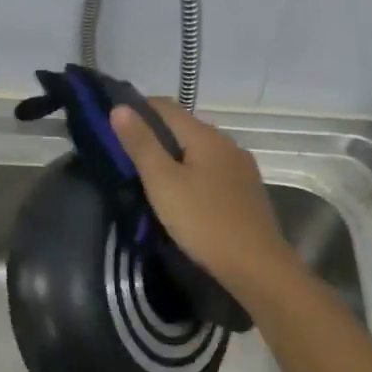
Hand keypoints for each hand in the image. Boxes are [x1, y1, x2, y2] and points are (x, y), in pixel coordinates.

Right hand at [111, 98, 300, 303]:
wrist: (256, 266)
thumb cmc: (203, 221)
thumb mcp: (162, 182)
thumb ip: (141, 144)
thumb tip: (119, 107)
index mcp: (206, 136)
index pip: (166, 106)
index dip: (138, 109)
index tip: (115, 125)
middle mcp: (228, 144)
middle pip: (185, 127)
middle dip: (156, 135)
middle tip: (127, 156)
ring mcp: (241, 168)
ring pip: (200, 151)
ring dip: (175, 156)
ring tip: (151, 178)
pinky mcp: (247, 192)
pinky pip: (213, 171)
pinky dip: (193, 174)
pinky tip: (183, 195)